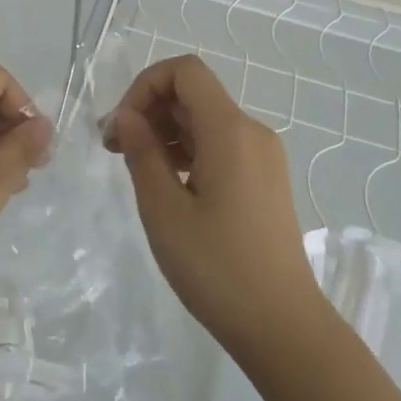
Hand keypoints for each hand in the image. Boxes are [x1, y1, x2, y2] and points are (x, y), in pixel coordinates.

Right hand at [104, 54, 320, 357]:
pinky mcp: (266, 179)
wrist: (285, 330)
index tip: (122, 126)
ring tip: (138, 171)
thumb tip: (127, 116)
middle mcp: (251, 131)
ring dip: (166, 131)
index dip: (145, 85)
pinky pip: (220, 144)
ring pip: (205, 119)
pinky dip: (188, 150)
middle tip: (116, 150)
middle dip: (149, 110)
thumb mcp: (164, 209)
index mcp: (229, 130)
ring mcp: (263, 156)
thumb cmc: (218, 268)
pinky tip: (170, 185)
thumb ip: (142, 152)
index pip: (184, 71)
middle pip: (193, 93)